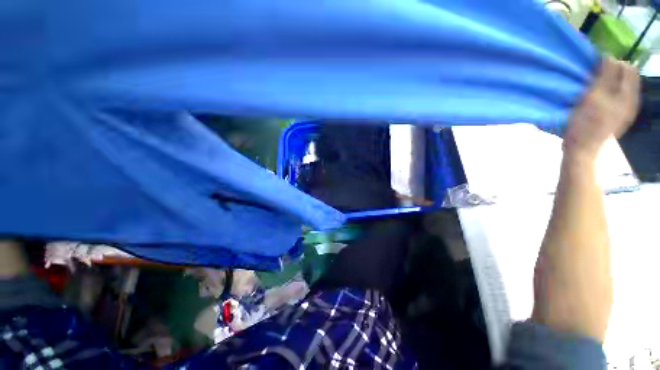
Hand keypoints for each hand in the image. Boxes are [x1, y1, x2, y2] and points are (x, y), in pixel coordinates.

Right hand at [563, 57, 639, 160]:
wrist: (581, 149)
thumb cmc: (585, 124)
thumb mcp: (594, 98)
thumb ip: (605, 77)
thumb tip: (609, 57)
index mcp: (628, 96)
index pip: (628, 68)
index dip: (613, 63)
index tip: (596, 67)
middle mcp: (631, 102)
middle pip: (626, 77)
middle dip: (613, 72)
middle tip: (595, 77)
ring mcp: (625, 111)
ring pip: (621, 87)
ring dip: (609, 82)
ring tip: (594, 87)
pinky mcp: (617, 117)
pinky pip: (617, 97)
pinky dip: (608, 92)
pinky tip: (598, 98)